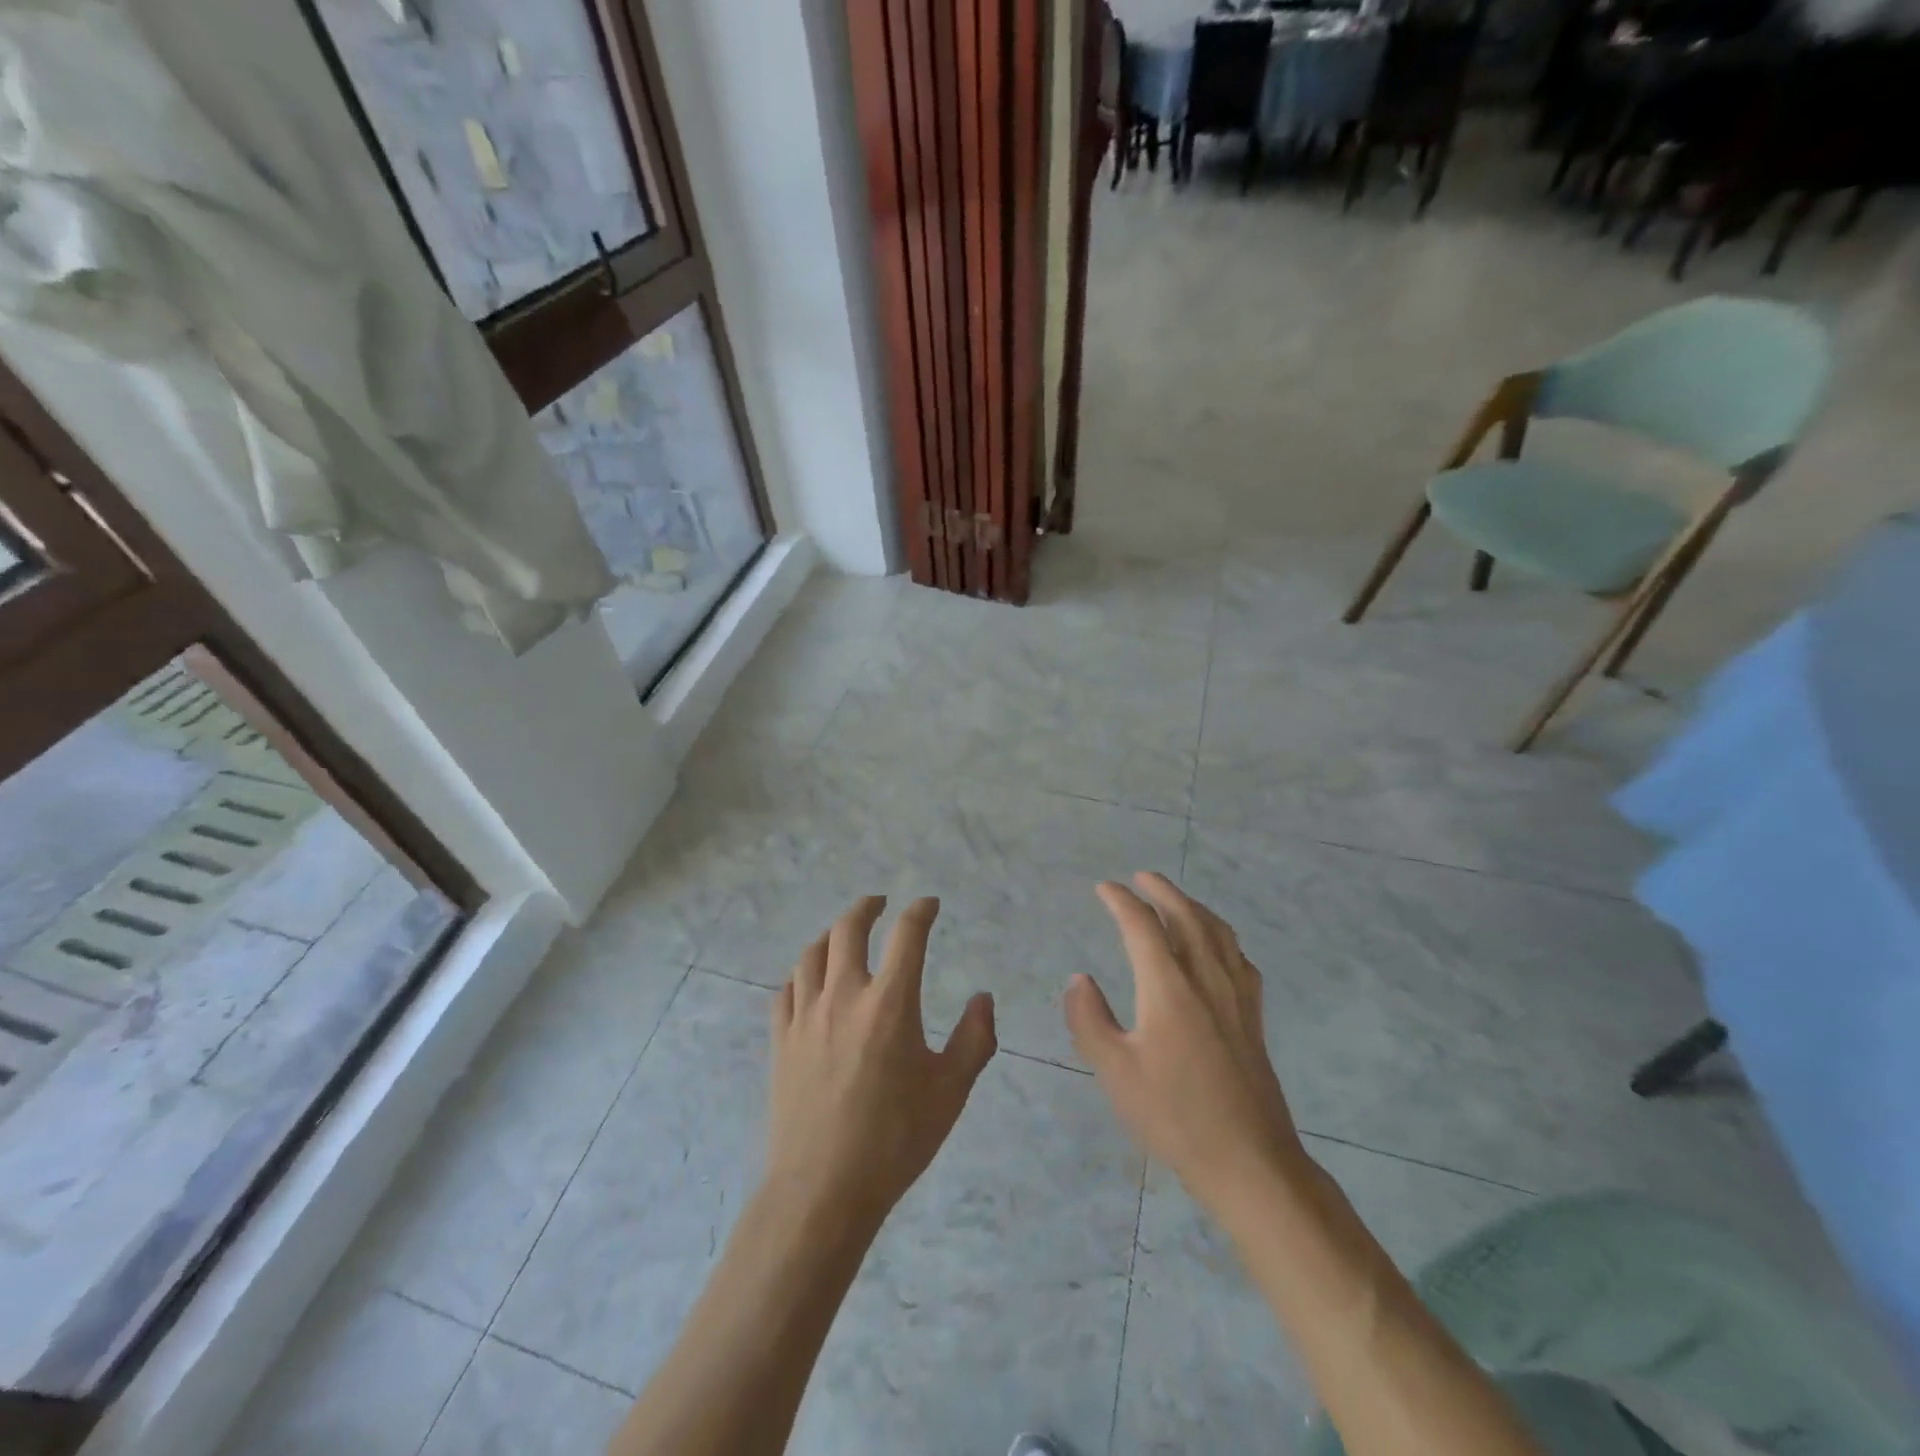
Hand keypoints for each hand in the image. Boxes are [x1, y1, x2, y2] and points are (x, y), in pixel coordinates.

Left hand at [766, 896, 996, 1231]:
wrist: (823, 1187)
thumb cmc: (895, 1138)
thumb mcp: (951, 1091)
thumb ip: (975, 1039)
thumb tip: (983, 999)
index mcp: (890, 1003)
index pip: (907, 936)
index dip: (920, 911)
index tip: (929, 904)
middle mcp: (844, 996)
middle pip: (848, 929)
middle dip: (867, 907)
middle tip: (880, 903)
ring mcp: (806, 1016)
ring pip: (812, 954)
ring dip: (831, 934)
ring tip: (843, 934)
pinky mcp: (781, 1040)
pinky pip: (787, 989)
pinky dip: (802, 973)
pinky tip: (809, 979)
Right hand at [1067, 873, 1307, 1212]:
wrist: (1249, 1160)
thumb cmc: (1174, 1116)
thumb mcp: (1116, 1072)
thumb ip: (1090, 1020)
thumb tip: (1078, 979)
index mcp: (1169, 987)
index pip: (1142, 926)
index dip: (1121, 901)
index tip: (1103, 888)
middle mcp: (1206, 979)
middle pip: (1186, 916)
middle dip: (1162, 891)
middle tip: (1141, 877)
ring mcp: (1236, 996)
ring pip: (1217, 931)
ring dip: (1193, 906)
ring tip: (1176, 899)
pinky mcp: (1253, 1016)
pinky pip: (1238, 957)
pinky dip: (1221, 935)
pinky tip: (1217, 946)